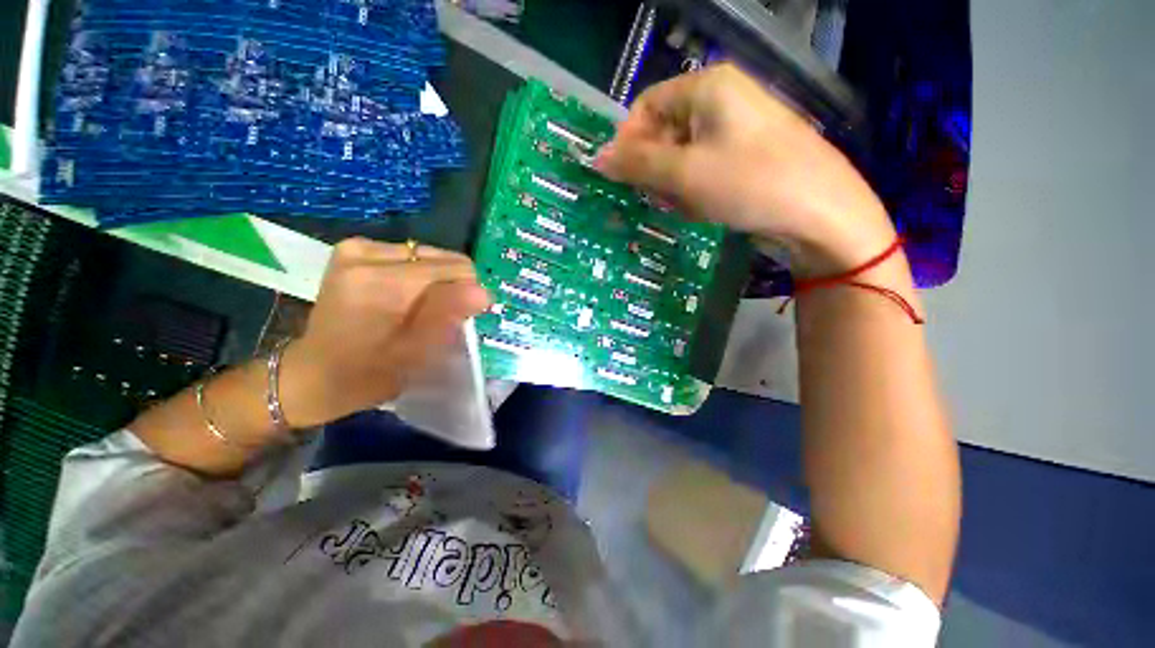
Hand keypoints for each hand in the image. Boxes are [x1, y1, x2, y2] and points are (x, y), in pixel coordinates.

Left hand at [277, 238, 490, 426]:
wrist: (315, 373)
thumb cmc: (367, 374)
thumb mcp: (414, 352)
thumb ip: (447, 316)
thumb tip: (484, 293)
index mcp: (380, 281)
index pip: (454, 268)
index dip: (467, 292)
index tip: (461, 318)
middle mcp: (366, 253)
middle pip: (441, 258)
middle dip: (451, 286)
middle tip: (438, 317)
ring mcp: (356, 248)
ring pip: (428, 256)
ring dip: (435, 281)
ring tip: (420, 309)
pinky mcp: (353, 249)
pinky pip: (409, 256)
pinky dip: (418, 276)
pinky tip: (406, 297)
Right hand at [594, 63, 895, 275]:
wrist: (820, 213)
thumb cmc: (748, 183)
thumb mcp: (683, 173)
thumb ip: (636, 164)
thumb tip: (596, 158)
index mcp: (706, 87)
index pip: (646, 106)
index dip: (628, 141)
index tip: (621, 177)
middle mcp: (721, 100)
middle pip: (664, 132)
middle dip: (655, 170)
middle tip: (658, 198)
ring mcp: (735, 129)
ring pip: (681, 156)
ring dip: (674, 185)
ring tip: (688, 206)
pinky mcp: (744, 156)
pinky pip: (702, 169)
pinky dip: (694, 191)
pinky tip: (705, 208)